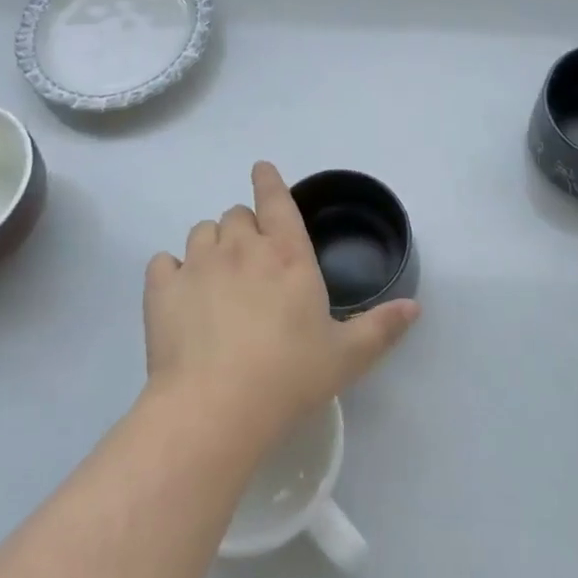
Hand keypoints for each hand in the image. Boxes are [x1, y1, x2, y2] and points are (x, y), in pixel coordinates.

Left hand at [143, 161, 419, 445]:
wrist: (215, 408)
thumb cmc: (289, 376)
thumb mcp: (346, 356)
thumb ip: (382, 327)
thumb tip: (415, 306)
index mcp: (287, 255)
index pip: (276, 200)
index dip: (268, 181)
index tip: (261, 169)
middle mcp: (241, 248)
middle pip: (235, 215)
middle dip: (243, 228)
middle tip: (250, 261)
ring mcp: (197, 264)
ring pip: (200, 231)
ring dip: (211, 245)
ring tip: (216, 276)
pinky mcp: (162, 289)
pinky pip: (163, 262)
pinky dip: (172, 271)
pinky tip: (180, 293)